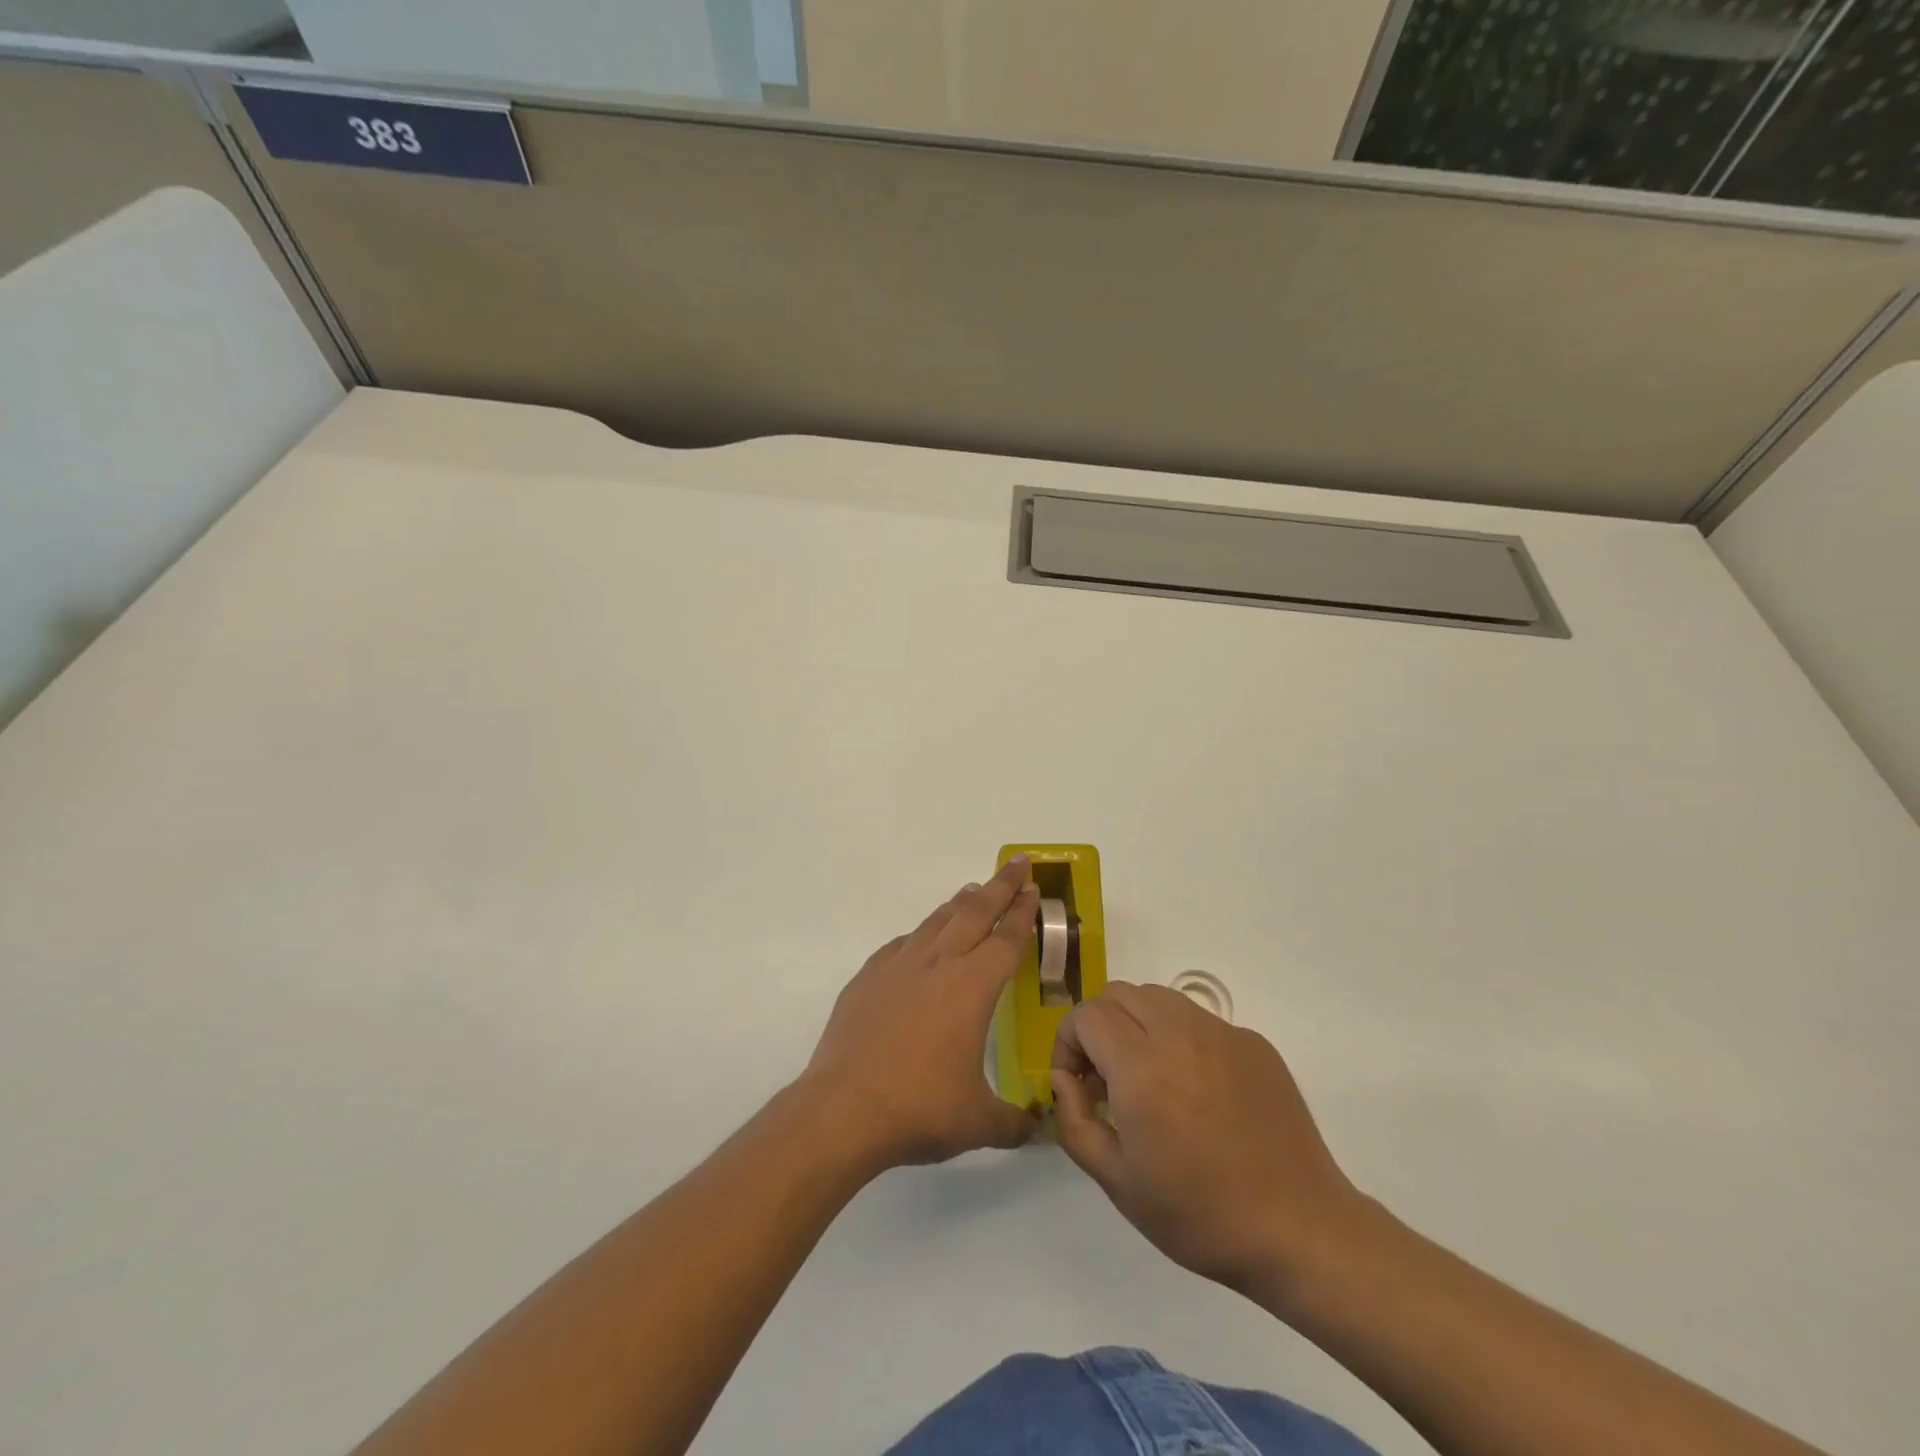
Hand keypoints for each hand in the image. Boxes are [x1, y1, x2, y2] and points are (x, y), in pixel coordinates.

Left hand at [801, 857, 1040, 1171]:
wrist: (844, 1109)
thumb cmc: (920, 1109)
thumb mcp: (978, 1122)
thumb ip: (1013, 1122)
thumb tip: (1036, 1129)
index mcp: (972, 987)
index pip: (1007, 939)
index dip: (1023, 912)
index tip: (1034, 888)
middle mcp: (938, 965)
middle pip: (975, 913)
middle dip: (1000, 886)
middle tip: (1016, 864)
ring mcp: (898, 967)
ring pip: (936, 921)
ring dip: (959, 903)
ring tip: (972, 890)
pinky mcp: (867, 978)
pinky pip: (901, 945)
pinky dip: (919, 935)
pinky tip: (920, 940)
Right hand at [1051, 983, 1363, 1305]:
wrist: (1300, 1230)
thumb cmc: (1200, 1214)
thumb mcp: (1117, 1182)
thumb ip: (1074, 1120)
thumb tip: (1064, 1078)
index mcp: (1141, 1067)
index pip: (1086, 1015)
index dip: (1068, 1042)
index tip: (1076, 1083)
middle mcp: (1179, 1033)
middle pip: (1119, 994)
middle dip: (1099, 1026)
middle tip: (1106, 1078)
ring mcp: (1222, 1032)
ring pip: (1159, 997)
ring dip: (1137, 1024)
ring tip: (1148, 1078)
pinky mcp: (1254, 1043)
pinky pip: (1199, 1019)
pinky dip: (1179, 1038)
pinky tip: (1197, 1091)